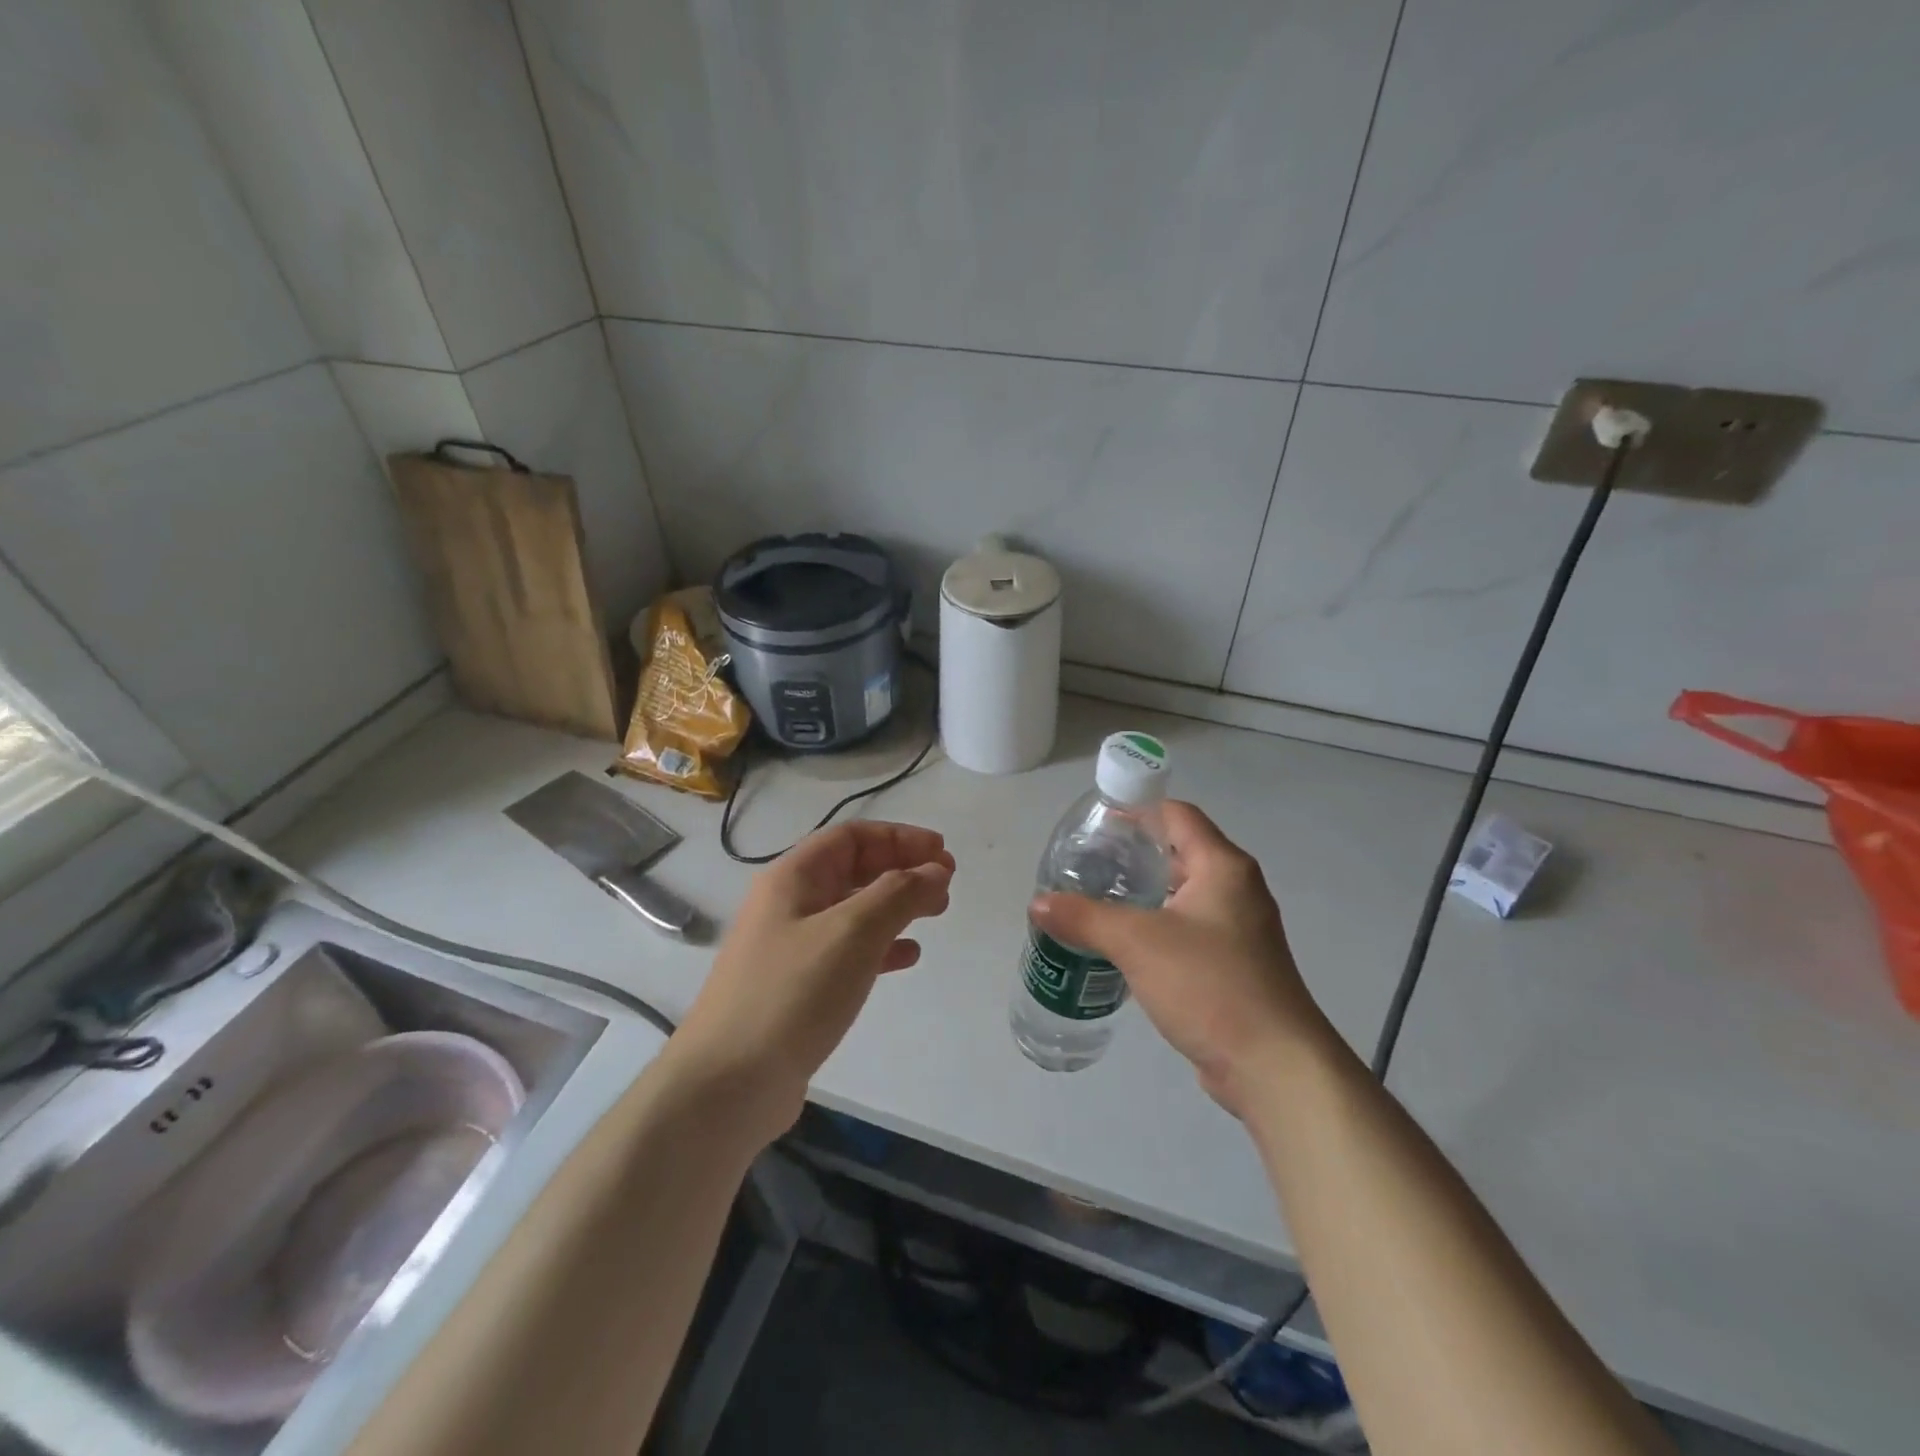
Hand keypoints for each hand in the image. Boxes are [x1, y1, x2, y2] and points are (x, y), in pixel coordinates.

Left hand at [674, 820, 953, 1142]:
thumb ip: (899, 894)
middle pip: (853, 870)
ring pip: (853, 911)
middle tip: (946, 883)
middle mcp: (788, 905)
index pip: (851, 837)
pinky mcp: (797, 989)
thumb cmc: (792, 993)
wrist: (727, 1084)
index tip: (942, 852)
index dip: (899, 837)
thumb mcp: (852, 932)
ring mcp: (790, 949)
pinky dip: (881, 946)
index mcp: (792, 878)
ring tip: (936, 913)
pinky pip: (847, 952)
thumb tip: (936, 870)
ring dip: (896, 905)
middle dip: (901, 869)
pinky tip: (907, 957)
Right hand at [1029, 801, 1322, 1115]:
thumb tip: (1037, 903)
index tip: (1095, 822)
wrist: (1274, 1068)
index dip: (1137, 810)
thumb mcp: (1137, 943)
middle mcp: (1237, 890)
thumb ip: (1084, 917)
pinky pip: (1187, 930)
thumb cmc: (1210, 985)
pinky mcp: (1234, 965)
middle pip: (1179, 853)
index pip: (1177, 815)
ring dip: (1142, 893)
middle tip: (1086, 863)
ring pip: (1182, 894)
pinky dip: (1155, 926)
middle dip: (1132, 854)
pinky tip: (1121, 944)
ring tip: (1095, 899)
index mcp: (1223, 867)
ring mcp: (1239, 930)